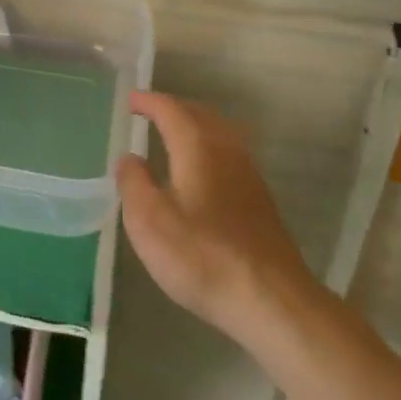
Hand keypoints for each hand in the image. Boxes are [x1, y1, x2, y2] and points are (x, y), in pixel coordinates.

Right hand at [116, 91, 311, 345]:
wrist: (271, 300)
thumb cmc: (202, 256)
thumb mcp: (149, 222)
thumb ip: (134, 183)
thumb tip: (129, 158)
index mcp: (197, 146)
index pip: (170, 110)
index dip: (149, 101)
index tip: (130, 100)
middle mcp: (226, 150)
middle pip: (199, 114)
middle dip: (173, 108)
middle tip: (149, 111)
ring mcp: (248, 174)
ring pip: (218, 133)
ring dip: (194, 126)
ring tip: (172, 135)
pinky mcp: (259, 199)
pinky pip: (228, 153)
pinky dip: (207, 146)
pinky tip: (199, 170)